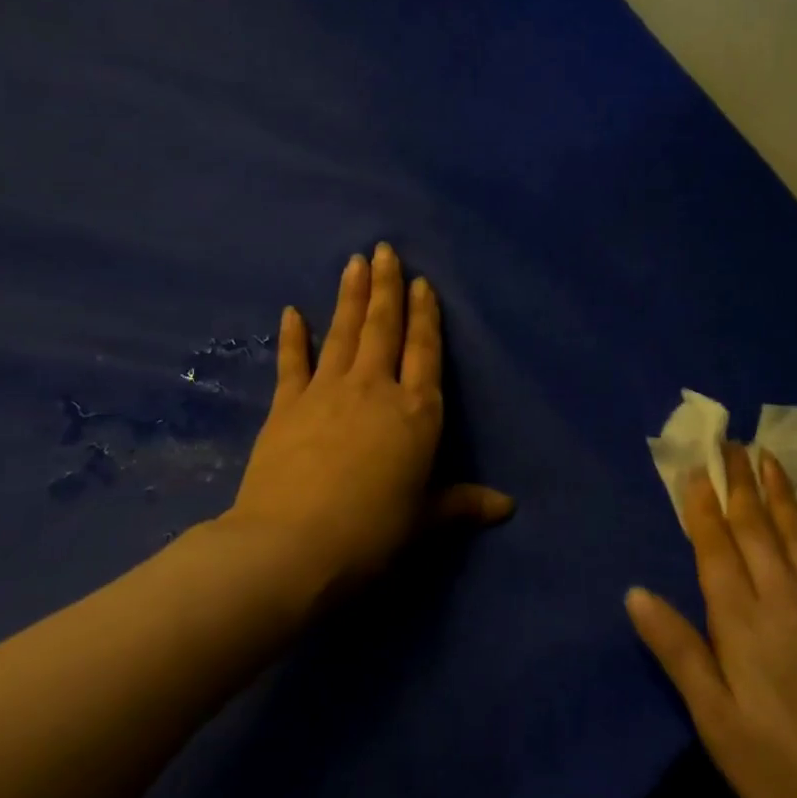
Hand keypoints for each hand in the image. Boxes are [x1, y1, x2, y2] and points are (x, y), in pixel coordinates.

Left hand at [224, 243, 512, 596]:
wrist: (293, 547)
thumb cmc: (373, 532)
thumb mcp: (426, 520)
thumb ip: (464, 504)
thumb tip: (509, 508)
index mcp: (417, 412)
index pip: (425, 352)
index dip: (425, 316)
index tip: (422, 283)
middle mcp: (375, 389)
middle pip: (384, 329)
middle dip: (386, 288)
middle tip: (385, 250)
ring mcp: (327, 392)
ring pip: (343, 333)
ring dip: (350, 297)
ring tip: (354, 262)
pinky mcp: (286, 406)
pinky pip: (292, 362)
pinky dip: (293, 336)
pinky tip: (292, 311)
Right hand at [627, 444, 796, 797]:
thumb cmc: (792, 772)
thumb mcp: (719, 724)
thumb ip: (680, 653)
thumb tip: (636, 594)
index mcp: (744, 621)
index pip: (717, 547)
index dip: (703, 506)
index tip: (695, 467)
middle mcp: (786, 596)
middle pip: (756, 526)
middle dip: (739, 481)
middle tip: (729, 442)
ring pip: (795, 531)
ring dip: (776, 491)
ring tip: (766, 456)